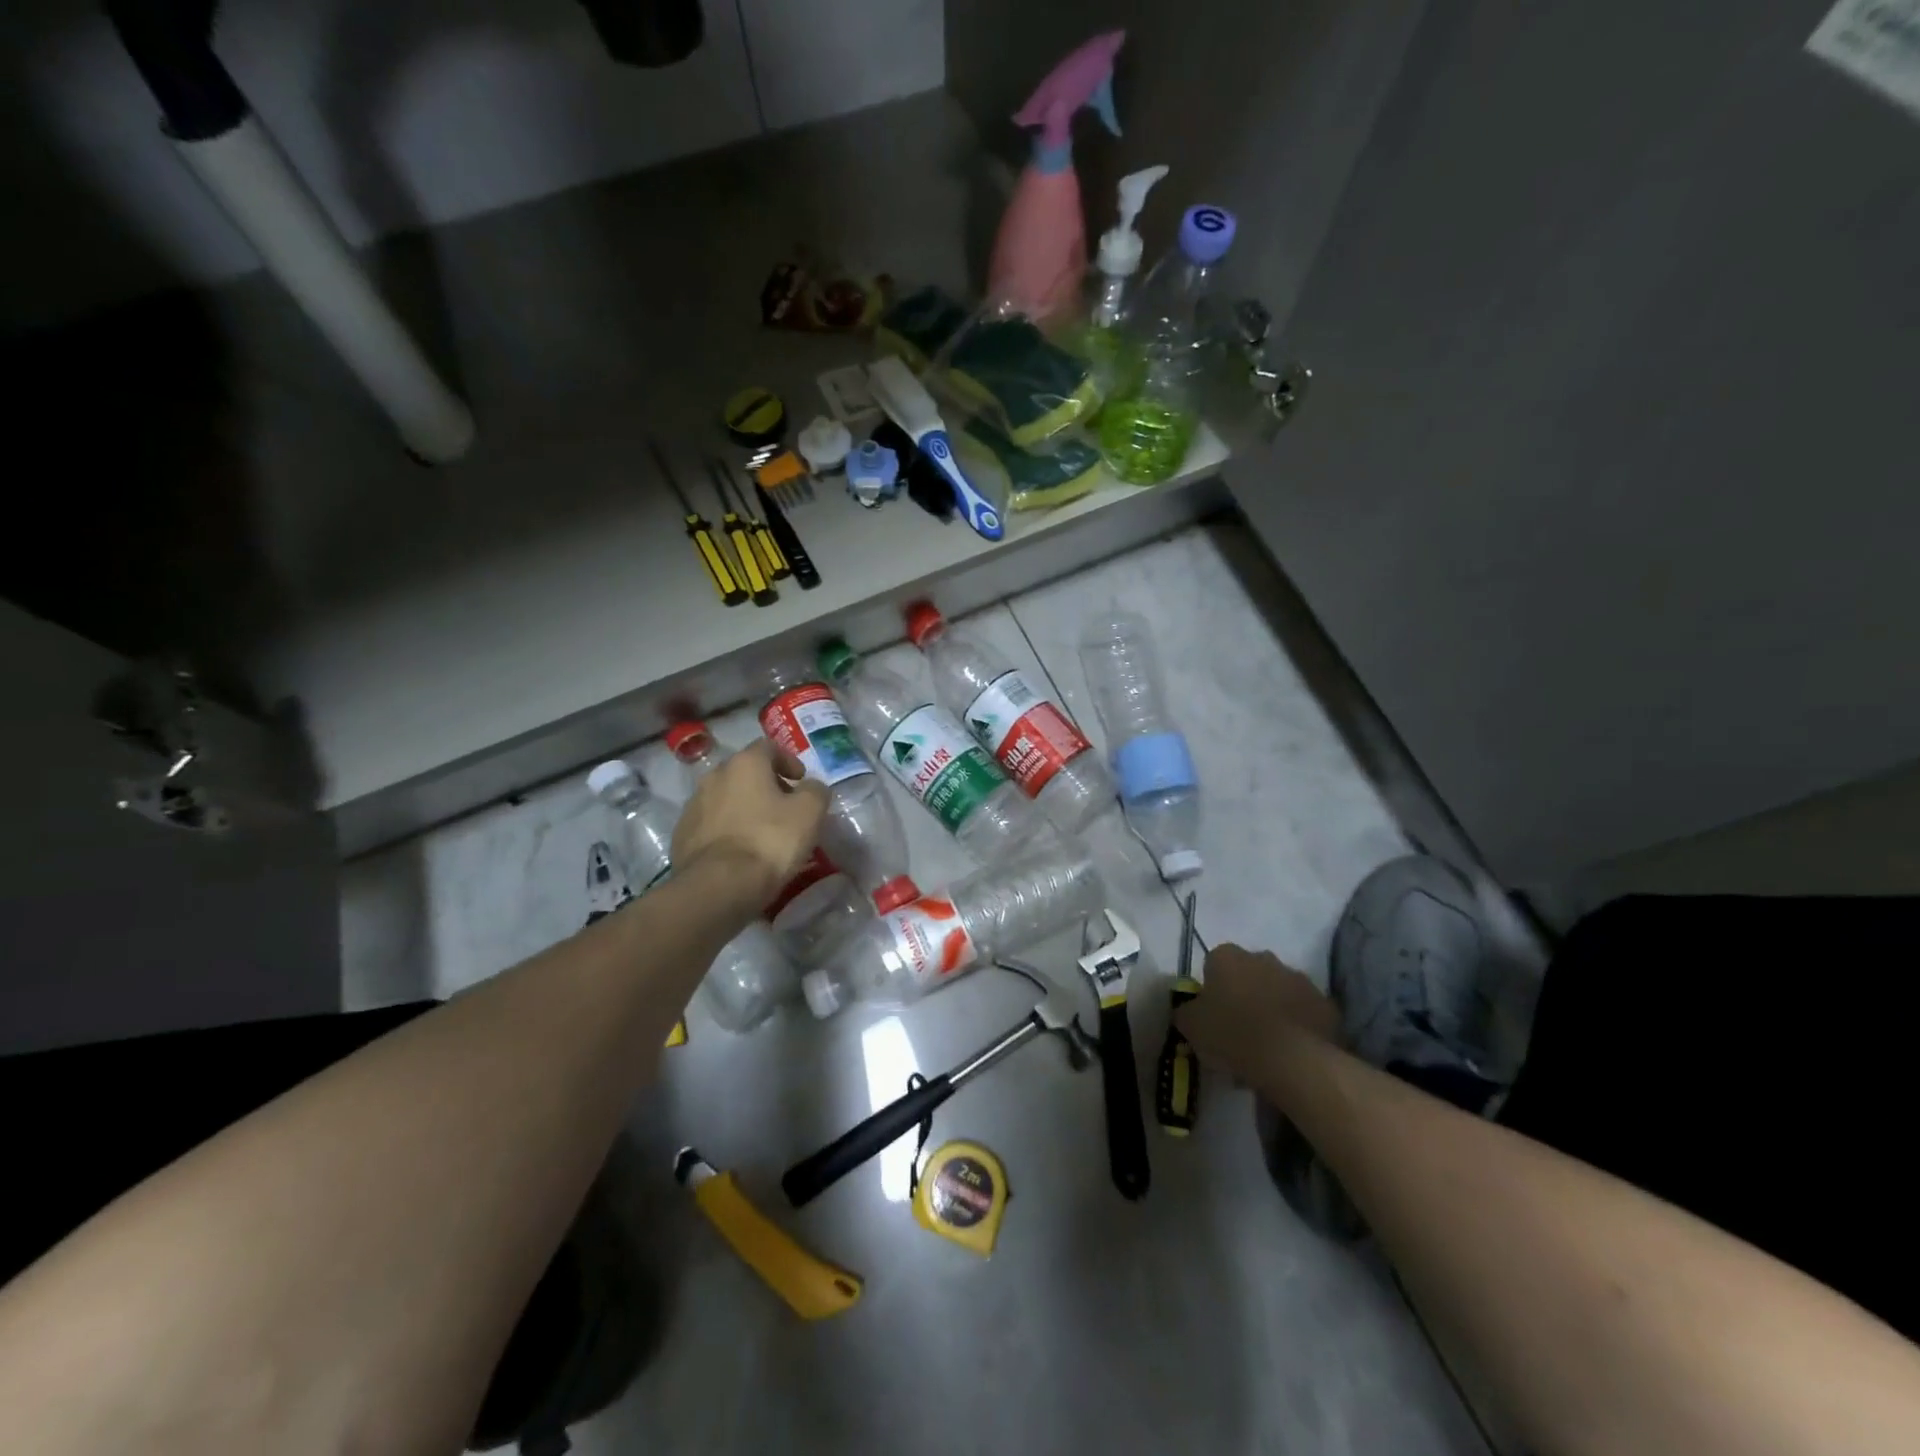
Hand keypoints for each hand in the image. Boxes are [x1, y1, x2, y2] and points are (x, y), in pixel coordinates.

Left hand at [671, 742, 827, 906]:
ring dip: (744, 807)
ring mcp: (693, 805)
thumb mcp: (810, 812)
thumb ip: (816, 791)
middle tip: (785, 807)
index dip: (788, 761)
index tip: (801, 781)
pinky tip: (740, 851)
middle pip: (745, 772)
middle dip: (766, 784)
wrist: (719, 885)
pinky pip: (711, 823)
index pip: (768, 747)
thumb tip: (811, 787)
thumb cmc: (769, 840)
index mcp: (744, 763)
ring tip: (762, 832)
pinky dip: (727, 829)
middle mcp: (714, 776)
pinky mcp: (682, 835)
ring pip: (726, 798)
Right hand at [1175, 943, 1339, 1081]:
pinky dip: (1298, 1025)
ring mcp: (1298, 978)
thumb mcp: (1191, 1026)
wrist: (1292, 1059)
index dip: (1212, 989)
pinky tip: (1291, 1051)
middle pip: (1249, 973)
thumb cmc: (1232, 1033)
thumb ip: (1186, 1012)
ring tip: (1266, 1046)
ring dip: (1272, 1008)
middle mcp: (1263, 957)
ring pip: (1279, 990)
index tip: (1212, 1014)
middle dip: (1244, 994)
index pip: (1213, 963)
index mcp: (1227, 956)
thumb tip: (1188, 1010)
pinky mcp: (1325, 1004)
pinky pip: (1305, 1012)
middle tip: (1238, 1029)